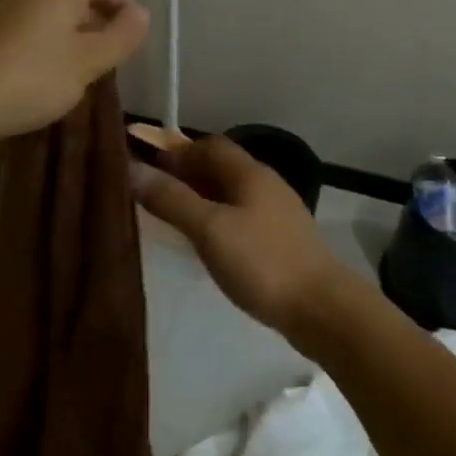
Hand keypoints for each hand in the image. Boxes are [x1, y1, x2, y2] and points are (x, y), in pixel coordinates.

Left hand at [0, 0, 150, 139]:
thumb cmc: (31, 77)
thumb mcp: (87, 62)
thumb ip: (120, 37)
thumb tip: (142, 14)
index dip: (123, 0)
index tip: (129, 37)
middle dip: (101, 19)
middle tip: (110, 57)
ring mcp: (10, 7)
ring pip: (57, 10)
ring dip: (77, 34)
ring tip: (82, 71)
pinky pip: (36, 26)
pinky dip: (52, 44)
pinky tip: (49, 78)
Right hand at [132, 135, 346, 337]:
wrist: (323, 310)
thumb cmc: (262, 261)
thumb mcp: (209, 229)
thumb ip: (171, 199)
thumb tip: (132, 168)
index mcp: (249, 173)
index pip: (209, 145)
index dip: (177, 151)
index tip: (148, 167)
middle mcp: (265, 184)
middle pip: (221, 168)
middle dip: (187, 175)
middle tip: (154, 194)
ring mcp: (278, 214)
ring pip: (232, 194)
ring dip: (202, 199)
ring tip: (174, 219)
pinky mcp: (283, 241)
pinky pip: (242, 218)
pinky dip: (219, 220)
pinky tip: (208, 244)